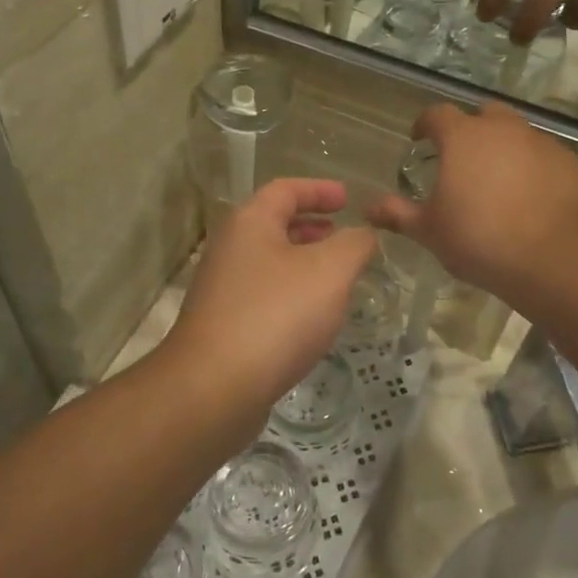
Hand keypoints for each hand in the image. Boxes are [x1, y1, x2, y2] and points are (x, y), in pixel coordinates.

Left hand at [168, 179, 378, 410]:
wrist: (214, 388)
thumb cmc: (276, 315)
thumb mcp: (330, 271)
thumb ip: (354, 244)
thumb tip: (363, 234)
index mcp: (250, 223)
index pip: (285, 189)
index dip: (320, 189)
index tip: (348, 199)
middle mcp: (230, 248)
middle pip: (274, 224)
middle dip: (312, 227)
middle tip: (343, 236)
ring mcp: (222, 289)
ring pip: (270, 262)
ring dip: (304, 263)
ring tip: (337, 278)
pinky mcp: (223, 325)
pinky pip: (264, 295)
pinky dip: (292, 294)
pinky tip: (313, 319)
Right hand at [367, 103, 577, 302]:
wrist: (555, 259)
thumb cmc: (480, 239)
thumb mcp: (431, 231)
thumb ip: (398, 214)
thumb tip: (368, 208)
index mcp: (463, 137)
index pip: (437, 114)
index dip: (425, 124)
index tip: (419, 139)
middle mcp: (503, 129)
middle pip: (484, 114)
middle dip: (471, 129)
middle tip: (463, 159)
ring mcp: (542, 143)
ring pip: (518, 134)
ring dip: (505, 148)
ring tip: (499, 182)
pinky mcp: (571, 163)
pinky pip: (545, 157)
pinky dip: (534, 168)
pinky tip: (531, 198)